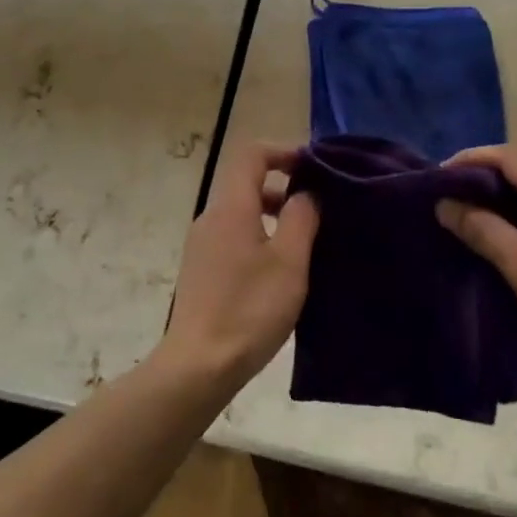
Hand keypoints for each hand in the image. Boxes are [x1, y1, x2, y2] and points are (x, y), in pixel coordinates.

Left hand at [159, 141, 318, 394]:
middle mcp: (211, 217)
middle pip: (245, 182)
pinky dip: (258, 237)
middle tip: (318, 207)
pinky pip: (233, 236)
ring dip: (272, 214)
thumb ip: (301, 218)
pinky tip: (279, 270)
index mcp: (231, 207)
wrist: (198, 365)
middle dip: (282, 186)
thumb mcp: (289, 262)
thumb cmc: (249, 309)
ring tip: (304, 241)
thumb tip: (306, 194)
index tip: (313, 167)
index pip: (251, 154)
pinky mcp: (201, 269)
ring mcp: (202, 244)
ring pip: (240, 212)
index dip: (283, 151)